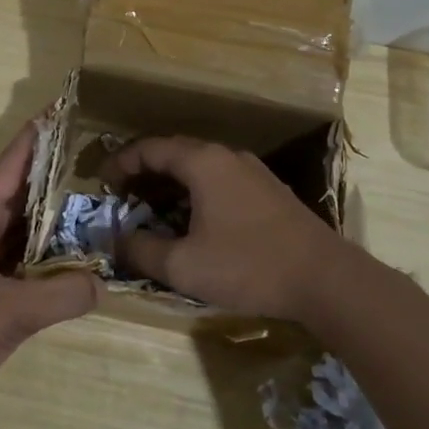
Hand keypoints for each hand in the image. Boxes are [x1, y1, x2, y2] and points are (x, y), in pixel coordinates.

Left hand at [0, 119, 99, 423]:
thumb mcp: (8, 310)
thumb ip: (60, 295)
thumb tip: (104, 283)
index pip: (11, 165)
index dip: (36, 136)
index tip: (62, 108)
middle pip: (23, 192)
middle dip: (55, 173)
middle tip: (99, 158)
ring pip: (25, 228)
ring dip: (56, 216)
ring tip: (98, 203)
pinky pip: (25, 261)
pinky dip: (50, 255)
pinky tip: (78, 260)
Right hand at [100, 136, 345, 320]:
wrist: (326, 279)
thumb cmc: (248, 266)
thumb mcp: (184, 266)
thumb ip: (141, 250)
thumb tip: (116, 240)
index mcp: (202, 162)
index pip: (149, 148)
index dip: (120, 164)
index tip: (102, 185)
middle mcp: (226, 156)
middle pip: (174, 152)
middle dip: (143, 172)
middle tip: (123, 198)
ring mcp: (252, 171)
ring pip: (199, 167)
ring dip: (170, 184)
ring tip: (152, 211)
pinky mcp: (269, 190)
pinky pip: (219, 179)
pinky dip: (195, 192)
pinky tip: (193, 221)